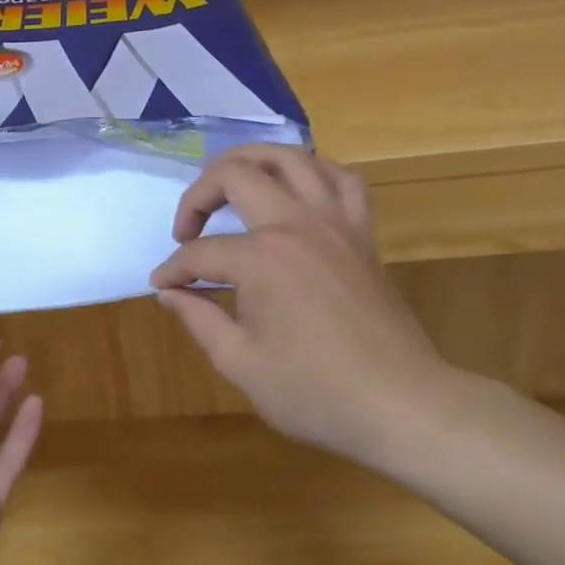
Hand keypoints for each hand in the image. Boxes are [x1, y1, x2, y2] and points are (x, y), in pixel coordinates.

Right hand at [150, 145, 459, 462]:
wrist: (403, 406)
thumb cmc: (315, 392)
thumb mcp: (240, 362)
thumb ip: (198, 318)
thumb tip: (169, 291)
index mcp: (261, 259)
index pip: (200, 253)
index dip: (172, 270)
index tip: (161, 287)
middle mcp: (296, 225)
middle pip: (236, 176)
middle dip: (197, 196)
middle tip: (186, 229)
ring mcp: (335, 223)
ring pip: (290, 158)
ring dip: (251, 161)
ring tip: (229, 183)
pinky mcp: (362, 234)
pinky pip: (342, 179)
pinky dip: (313, 172)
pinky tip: (296, 190)